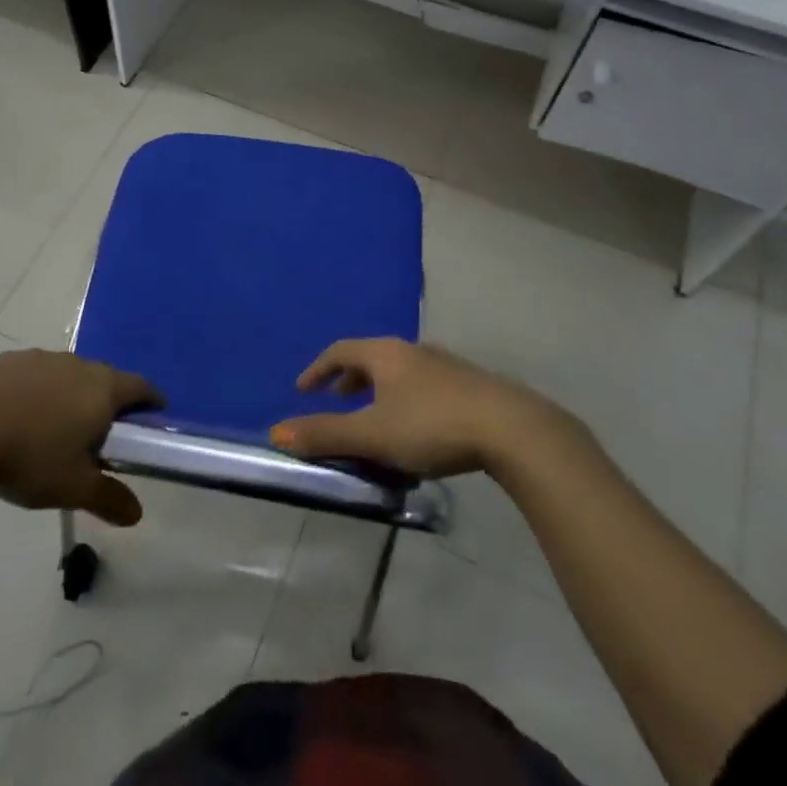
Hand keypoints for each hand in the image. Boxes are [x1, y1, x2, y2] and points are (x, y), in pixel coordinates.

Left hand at [0, 350, 162, 526]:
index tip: (152, 420)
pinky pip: (36, 376)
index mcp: (104, 389)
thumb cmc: (30, 455)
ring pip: (69, 376)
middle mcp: (80, 365)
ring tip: (54, 430)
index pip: (141, 388)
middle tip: (99, 437)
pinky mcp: (10, 360)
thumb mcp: (72, 488)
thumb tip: (137, 513)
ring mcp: (44, 358)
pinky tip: (17, 419)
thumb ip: (108, 498)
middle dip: (108, 404)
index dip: (151, 403)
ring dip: (70, 397)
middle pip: (106, 379)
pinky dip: (37, 393)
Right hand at [269, 338, 550, 476]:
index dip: (318, 369)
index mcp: (386, 354)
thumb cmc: (432, 425)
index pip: (341, 350)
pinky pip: (422, 385)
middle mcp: (413, 351)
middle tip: (335, 401)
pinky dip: (404, 399)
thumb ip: (325, 434)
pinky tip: (415, 428)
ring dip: (378, 390)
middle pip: (371, 357)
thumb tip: (276, 432)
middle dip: (349, 379)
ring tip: (373, 418)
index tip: (303, 390)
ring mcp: (444, 365)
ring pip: (399, 372)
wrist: (510, 428)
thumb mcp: (373, 434)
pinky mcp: (468, 385)